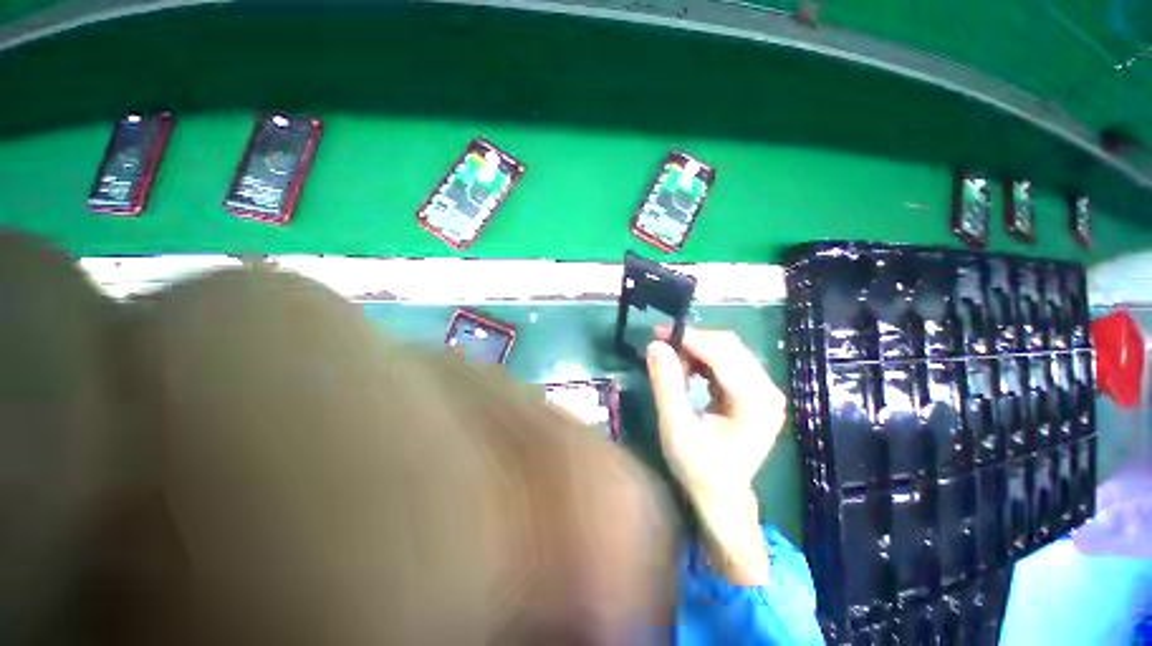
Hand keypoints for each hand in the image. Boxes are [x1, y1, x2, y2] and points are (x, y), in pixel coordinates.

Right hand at [645, 328, 786, 584]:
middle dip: (691, 343)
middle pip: (728, 346)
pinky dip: (700, 359)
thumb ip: (666, 385)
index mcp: (756, 403)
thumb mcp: (675, 428)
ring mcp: (762, 388)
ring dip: (694, 351)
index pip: (723, 354)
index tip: (658, 334)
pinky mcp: (752, 388)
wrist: (720, 493)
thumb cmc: (698, 468)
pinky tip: (686, 373)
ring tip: (672, 368)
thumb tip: (656, 345)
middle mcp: (767, 390)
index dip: (690, 339)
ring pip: (725, 349)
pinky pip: (724, 359)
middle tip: (660, 351)